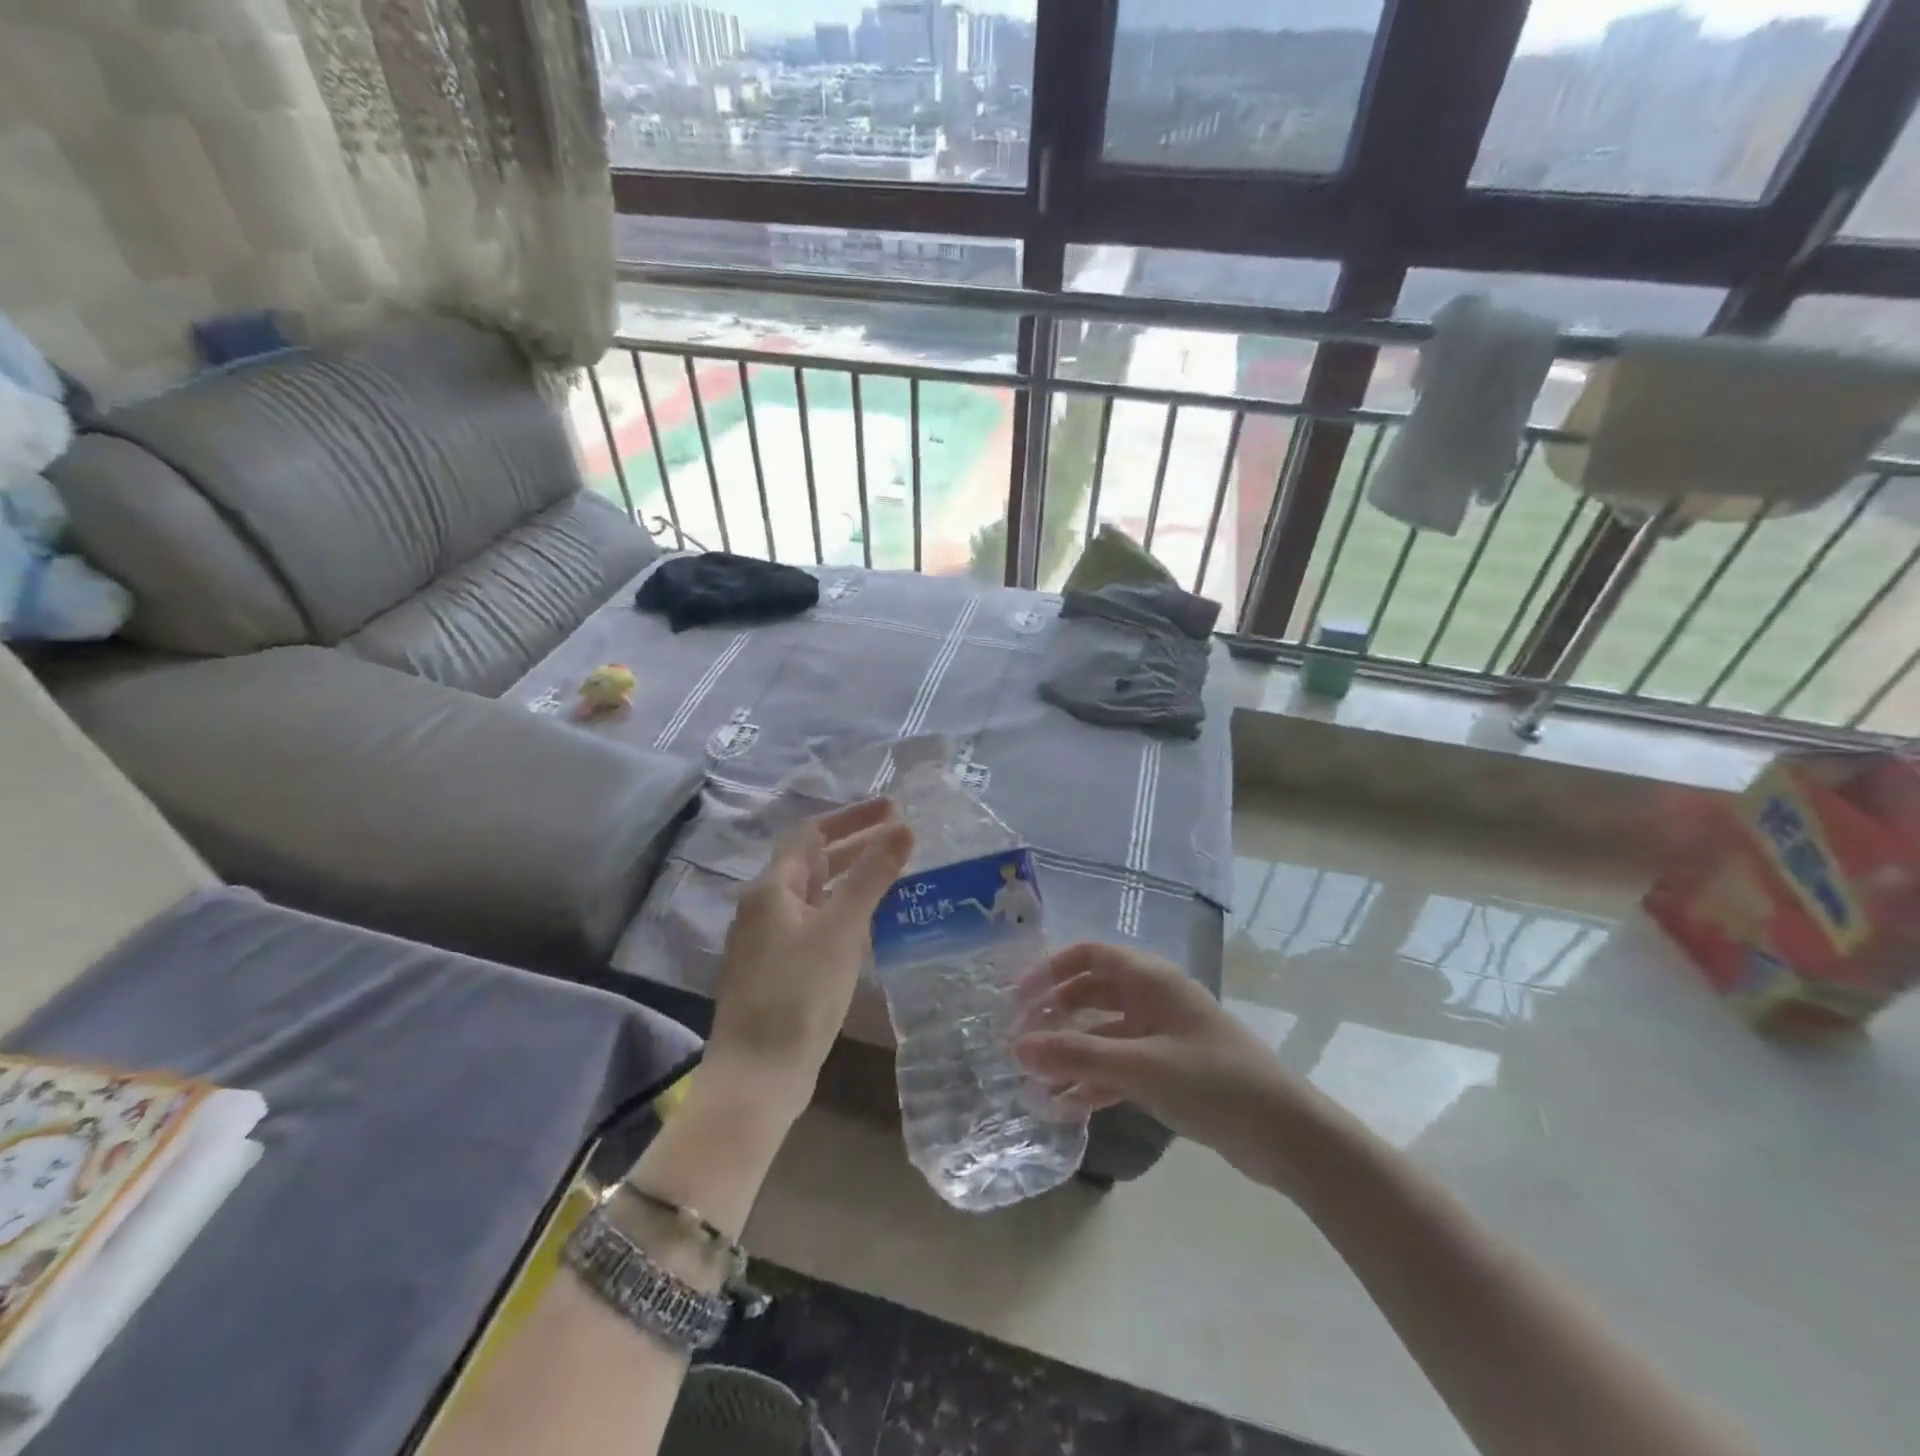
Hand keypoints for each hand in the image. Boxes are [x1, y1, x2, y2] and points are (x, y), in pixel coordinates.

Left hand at [707, 799, 913, 1118]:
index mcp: (772, 888)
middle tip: (901, 837)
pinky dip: (842, 911)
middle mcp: (763, 906)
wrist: (758, 1075)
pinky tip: (867, 925)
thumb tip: (902, 828)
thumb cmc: (799, 993)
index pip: (813, 833)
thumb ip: (872, 876)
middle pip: (812, 861)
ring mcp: (767, 940)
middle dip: (855, 845)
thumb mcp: (841, 929)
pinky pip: (813, 923)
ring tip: (892, 875)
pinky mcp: (776, 969)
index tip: (893, 808)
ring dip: (850, 879)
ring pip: (814, 894)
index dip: (853, 817)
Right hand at [1014, 943, 1311, 1191]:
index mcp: (1150, 979)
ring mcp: (1162, 1034)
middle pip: (1091, 994)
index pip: (1088, 956)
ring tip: (1033, 1082)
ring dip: (1071, 1053)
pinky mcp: (1169, 1069)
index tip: (1015, 1000)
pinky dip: (1094, 1081)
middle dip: (1054, 1015)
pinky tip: (1066, 1108)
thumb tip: (1017, 1047)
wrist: (1286, 1134)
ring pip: (1103, 1033)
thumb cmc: (1213, 1082)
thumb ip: (1077, 1055)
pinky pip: (1120, 1065)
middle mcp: (1153, 998)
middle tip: (1019, 1043)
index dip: (1048, 971)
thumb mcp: (1140, 1066)